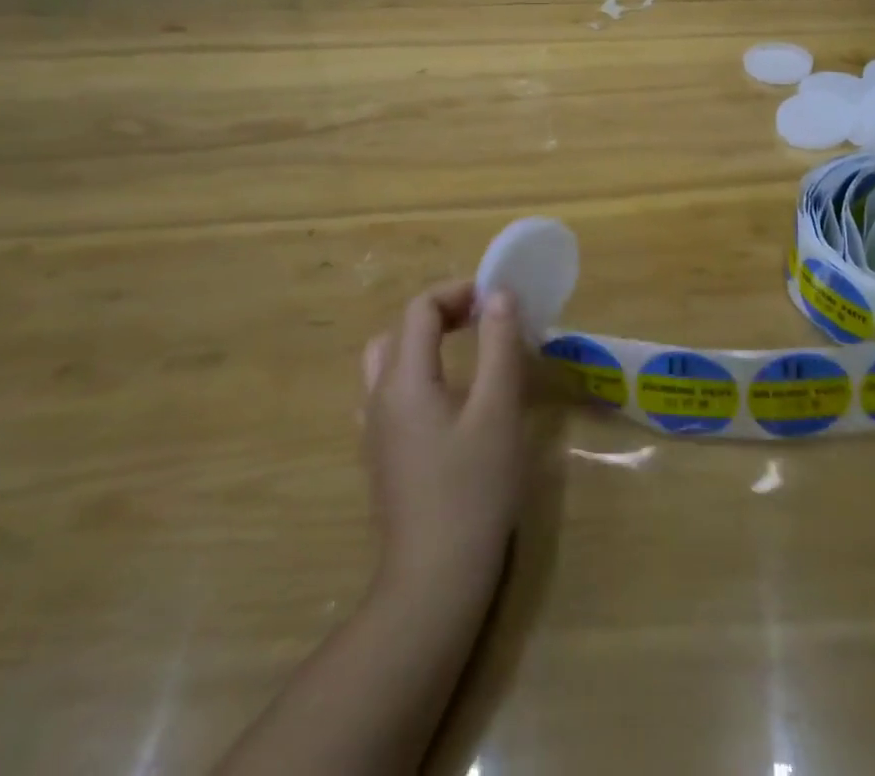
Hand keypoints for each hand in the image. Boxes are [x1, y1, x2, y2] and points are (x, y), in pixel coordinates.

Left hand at [361, 281, 527, 600]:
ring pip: (389, 363)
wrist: (432, 582)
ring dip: (425, 343)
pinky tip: (447, 401)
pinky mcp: (381, 457)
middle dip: (441, 313)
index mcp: (404, 379)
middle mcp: (379, 397)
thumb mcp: (497, 411)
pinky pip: (391, 394)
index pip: (420, 309)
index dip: (458, 292)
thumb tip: (499, 295)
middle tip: (483, 320)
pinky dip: (418, 375)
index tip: (497, 299)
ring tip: (466, 353)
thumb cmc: (472, 490)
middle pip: (400, 331)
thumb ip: (498, 346)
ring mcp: (375, 430)